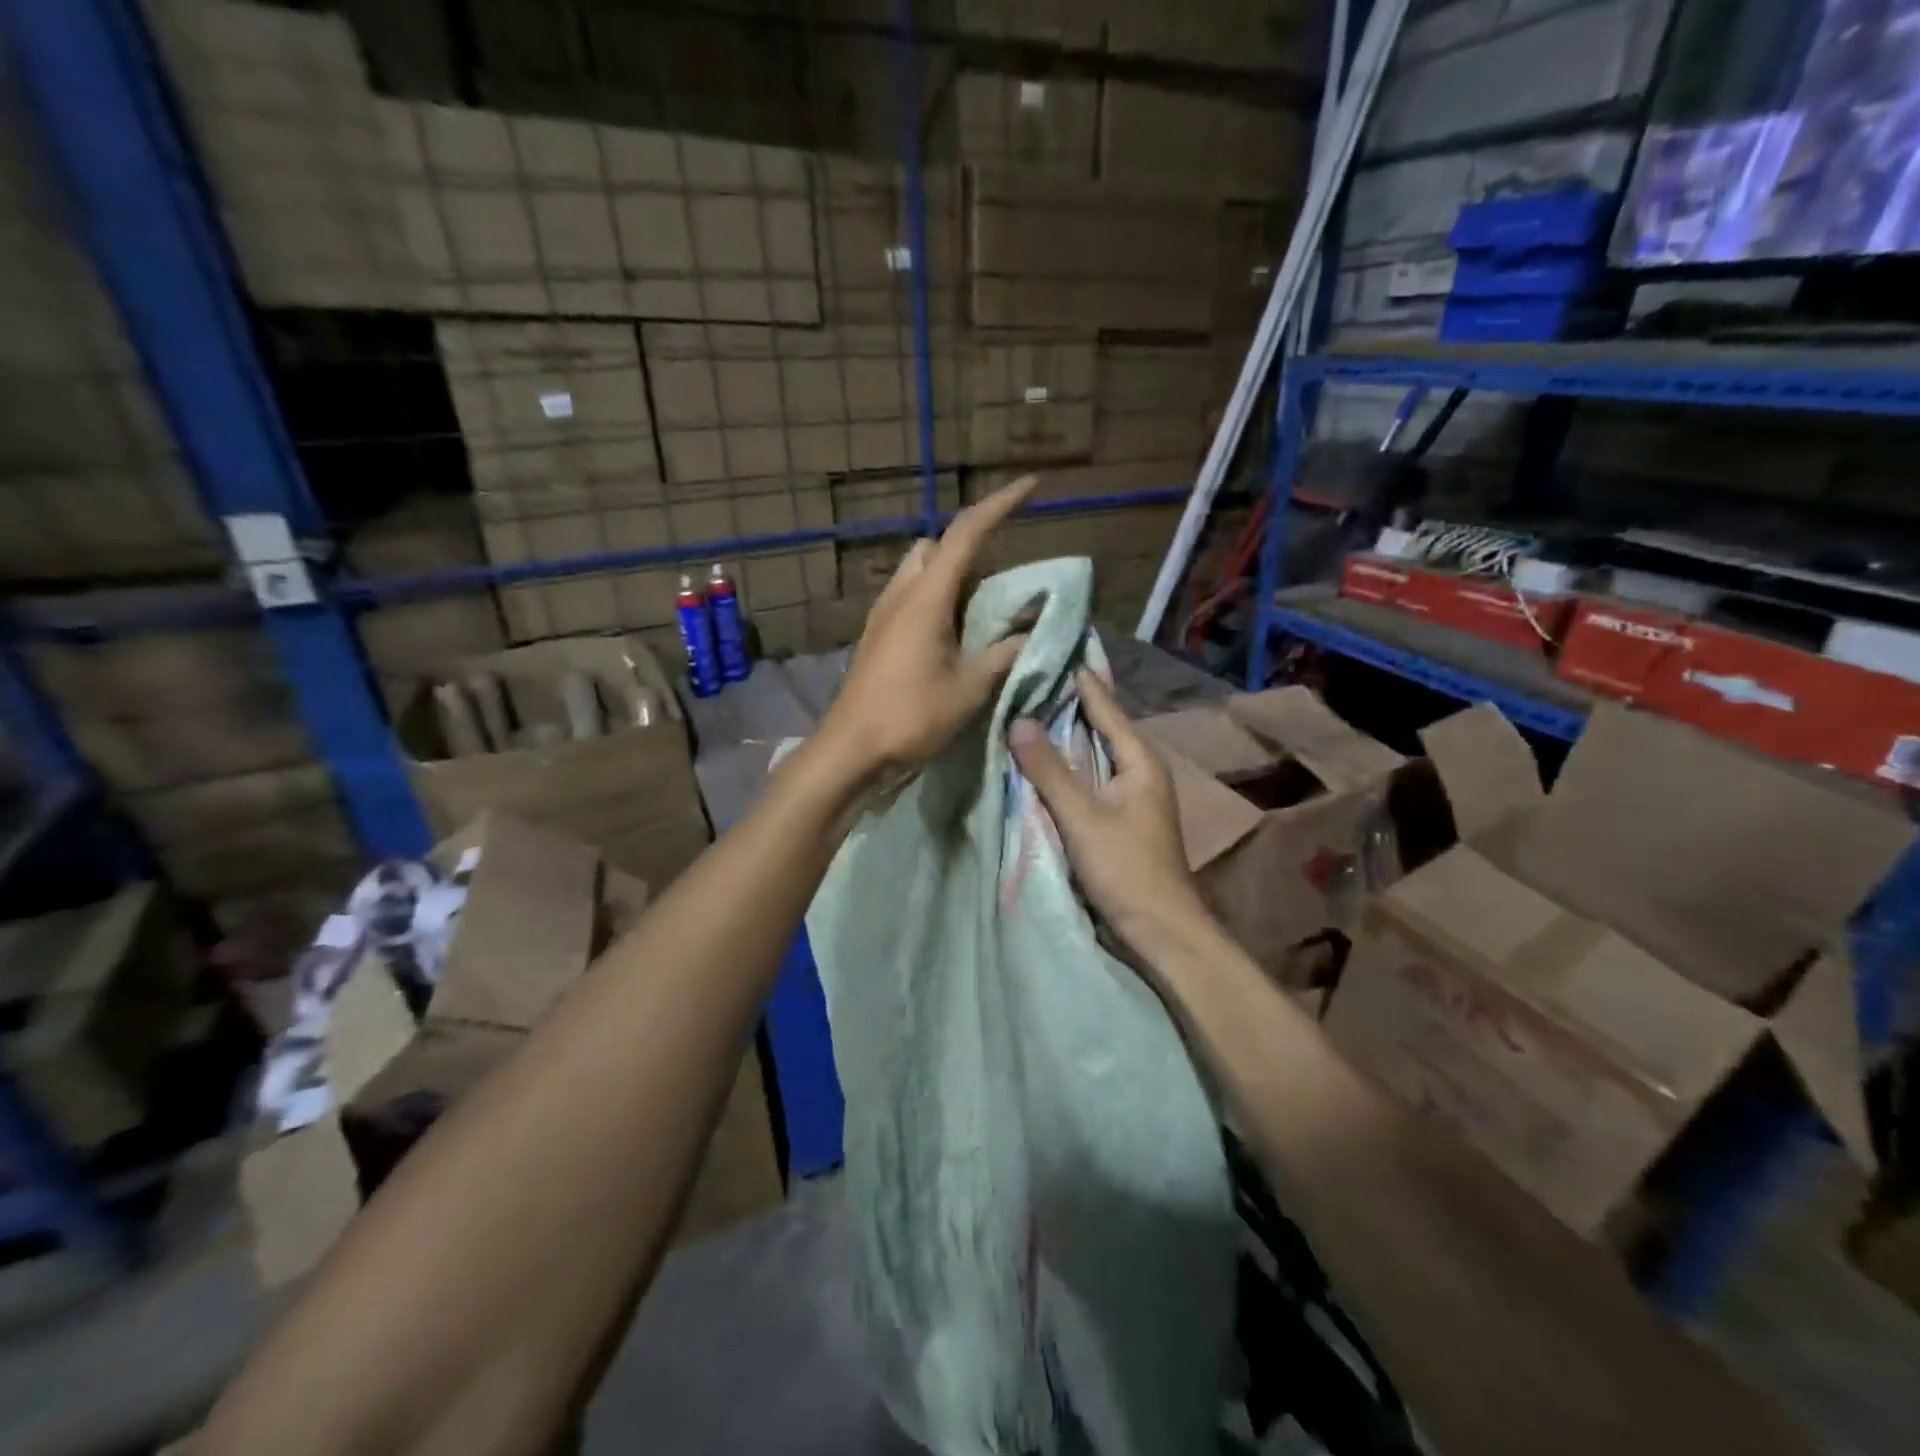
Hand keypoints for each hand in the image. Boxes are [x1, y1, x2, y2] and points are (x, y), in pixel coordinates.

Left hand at [817, 475, 1036, 782]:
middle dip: (968, 546)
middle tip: (997, 580)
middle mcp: (901, 593)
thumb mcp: (970, 688)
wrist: (851, 748)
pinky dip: (934, 598)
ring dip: (949, 575)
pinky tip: (948, 636)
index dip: (1000, 505)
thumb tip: (1031, 633)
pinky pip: (908, 596)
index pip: (967, 534)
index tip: (1030, 487)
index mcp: (927, 597)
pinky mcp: (876, 635)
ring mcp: (883, 613)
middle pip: (935, 546)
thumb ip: (1004, 654)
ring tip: (976, 612)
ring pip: (918, 570)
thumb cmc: (911, 716)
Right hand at [1008, 669, 1214, 955]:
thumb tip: (1018, 719)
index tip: (1048, 649)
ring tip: (1026, 709)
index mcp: (1140, 759)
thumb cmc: (1126, 868)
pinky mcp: (1119, 817)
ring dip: (1064, 735)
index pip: (1104, 705)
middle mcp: (1139, 769)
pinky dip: (1066, 765)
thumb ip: (1049, 769)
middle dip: (1065, 703)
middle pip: (1099, 726)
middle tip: (1026, 676)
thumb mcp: (1082, 816)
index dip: (1077, 679)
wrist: (1159, 930)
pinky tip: (1041, 761)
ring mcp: (1131, 795)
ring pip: (1093, 753)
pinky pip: (1089, 777)